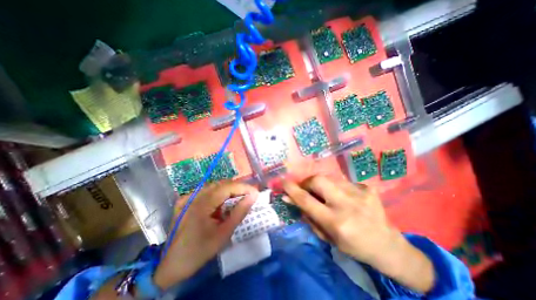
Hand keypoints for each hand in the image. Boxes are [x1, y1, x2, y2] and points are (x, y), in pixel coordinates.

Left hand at [153, 181, 256, 288]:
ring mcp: (187, 197)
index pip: (227, 187)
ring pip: (214, 186)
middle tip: (249, 196)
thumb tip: (253, 196)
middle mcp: (193, 195)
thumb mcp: (223, 234)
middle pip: (221, 184)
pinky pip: (206, 191)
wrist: (170, 265)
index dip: (243, 187)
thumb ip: (240, 212)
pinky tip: (221, 204)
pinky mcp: (185, 200)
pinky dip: (218, 194)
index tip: (255, 192)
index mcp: (201, 204)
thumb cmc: (199, 251)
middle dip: (237, 188)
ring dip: (229, 191)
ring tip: (238, 199)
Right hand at [282, 175, 432, 292]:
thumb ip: (307, 216)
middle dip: (307, 182)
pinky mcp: (366, 187)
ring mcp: (359, 192)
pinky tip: (343, 197)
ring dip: (321, 185)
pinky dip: (335, 187)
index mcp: (336, 222)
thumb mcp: (327, 236)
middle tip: (306, 188)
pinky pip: (342, 182)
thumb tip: (290, 199)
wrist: (388, 245)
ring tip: (324, 194)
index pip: (306, 200)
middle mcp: (347, 204)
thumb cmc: (354, 246)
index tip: (283, 181)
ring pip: (329, 178)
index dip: (292, 189)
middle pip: (317, 180)